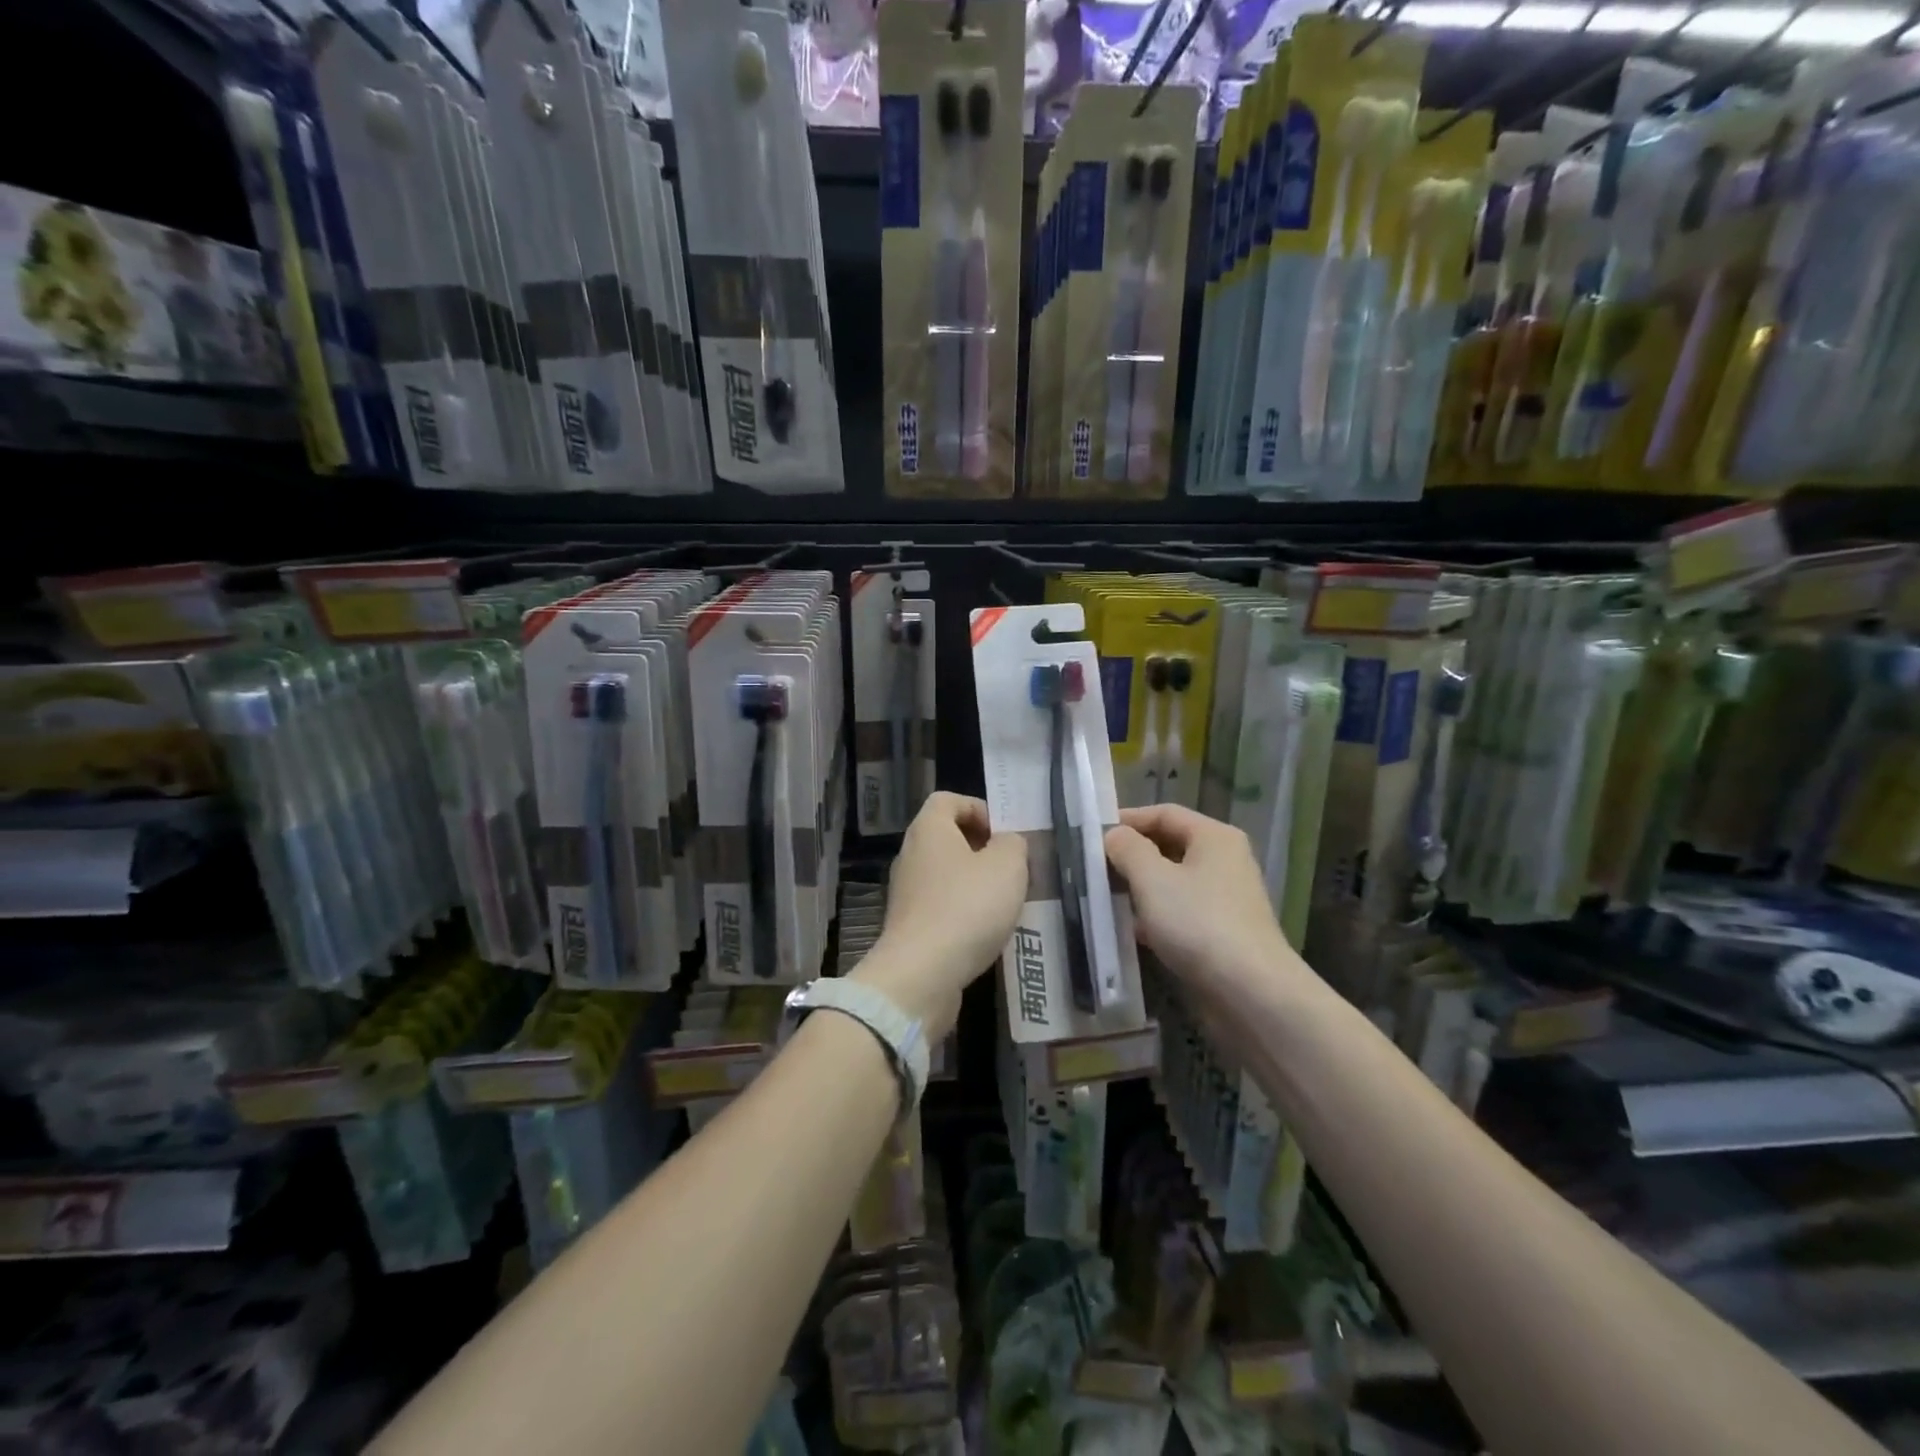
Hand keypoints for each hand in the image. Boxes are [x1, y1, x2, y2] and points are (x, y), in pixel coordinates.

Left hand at [854, 792, 1027, 1038]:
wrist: (921, 974)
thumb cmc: (966, 907)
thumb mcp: (1007, 866)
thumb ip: (1013, 844)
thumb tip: (1005, 843)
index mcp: (929, 830)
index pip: (948, 799)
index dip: (978, 808)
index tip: (1003, 833)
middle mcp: (911, 855)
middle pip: (947, 837)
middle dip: (982, 849)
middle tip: (1011, 868)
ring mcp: (906, 893)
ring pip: (946, 874)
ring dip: (975, 883)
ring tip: (1005, 901)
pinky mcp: (909, 927)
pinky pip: (941, 906)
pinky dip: (963, 912)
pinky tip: (986, 931)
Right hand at [1104, 805, 1299, 999]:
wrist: (1251, 993)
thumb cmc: (1198, 923)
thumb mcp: (1152, 879)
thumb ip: (1127, 849)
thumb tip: (1114, 836)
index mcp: (1214, 837)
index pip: (1164, 813)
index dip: (1127, 819)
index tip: (1093, 834)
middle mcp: (1225, 861)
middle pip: (1170, 845)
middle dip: (1132, 855)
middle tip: (1096, 867)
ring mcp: (1226, 898)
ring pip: (1174, 881)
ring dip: (1141, 887)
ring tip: (1106, 897)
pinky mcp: (1223, 932)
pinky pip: (1182, 911)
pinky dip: (1156, 915)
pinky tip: (1132, 930)